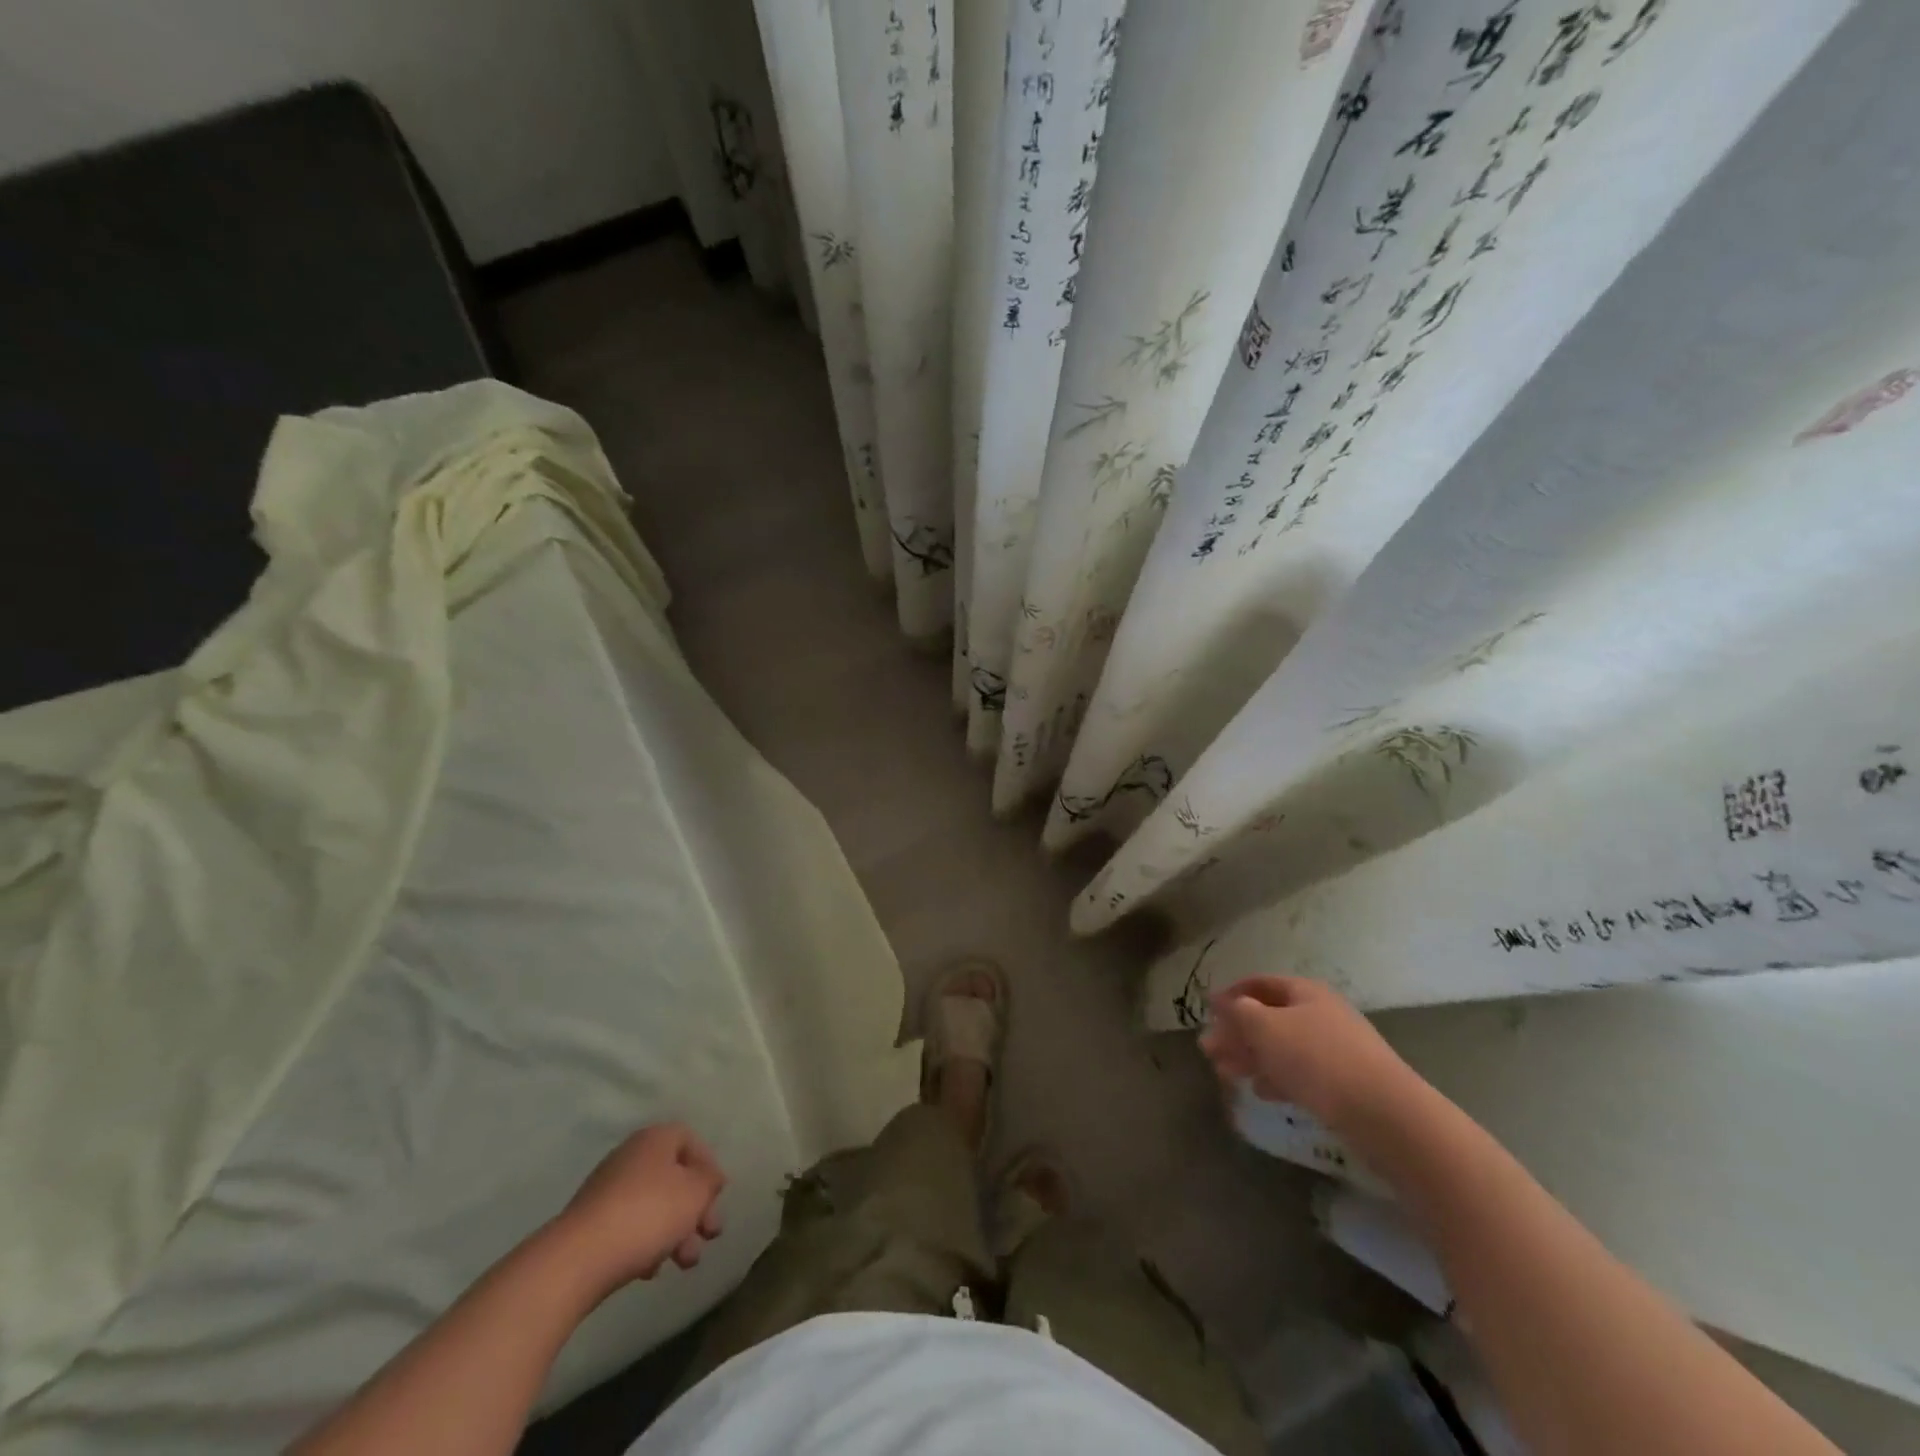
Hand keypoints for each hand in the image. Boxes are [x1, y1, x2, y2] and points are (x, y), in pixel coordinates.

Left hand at [555, 1124, 725, 1293]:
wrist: (578, 1259)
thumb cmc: (648, 1214)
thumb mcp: (695, 1193)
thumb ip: (709, 1181)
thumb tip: (710, 1177)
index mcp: (655, 1139)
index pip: (691, 1141)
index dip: (709, 1167)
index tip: (717, 1197)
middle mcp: (630, 1157)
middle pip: (674, 1177)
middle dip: (696, 1209)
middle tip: (709, 1236)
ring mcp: (607, 1190)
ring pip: (654, 1205)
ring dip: (676, 1232)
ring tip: (684, 1263)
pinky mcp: (590, 1224)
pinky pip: (629, 1227)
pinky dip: (646, 1244)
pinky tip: (651, 1270)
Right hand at [1199, 975, 1416, 1129]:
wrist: (1385, 1114)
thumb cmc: (1317, 1059)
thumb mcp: (1266, 1028)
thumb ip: (1239, 1013)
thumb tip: (1225, 1003)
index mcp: (1304, 992)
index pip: (1259, 983)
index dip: (1231, 994)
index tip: (1207, 1011)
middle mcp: (1320, 1013)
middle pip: (1269, 1016)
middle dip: (1236, 1032)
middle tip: (1209, 1050)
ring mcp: (1335, 1049)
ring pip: (1282, 1046)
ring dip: (1251, 1057)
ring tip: (1226, 1073)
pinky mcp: (1344, 1083)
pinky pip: (1300, 1072)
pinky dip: (1276, 1077)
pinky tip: (1262, 1091)